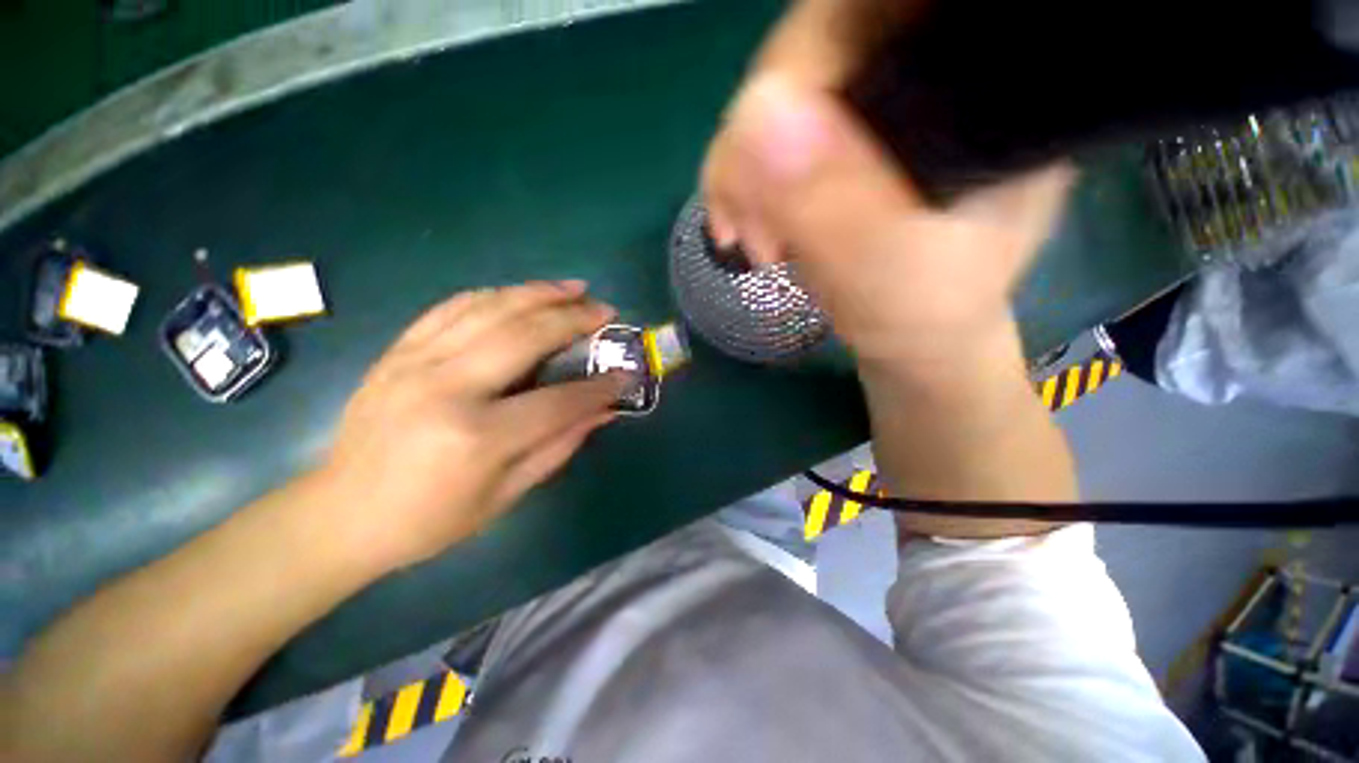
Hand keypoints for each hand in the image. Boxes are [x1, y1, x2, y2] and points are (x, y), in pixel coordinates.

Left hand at [315, 282, 624, 572]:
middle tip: (605, 310)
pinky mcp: (398, 351)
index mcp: (477, 437)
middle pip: (526, 335)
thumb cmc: (429, 520)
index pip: (558, 401)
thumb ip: (559, 446)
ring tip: (574, 287)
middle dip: (574, 318)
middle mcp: (447, 387)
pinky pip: (452, 307)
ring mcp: (416, 362)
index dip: (599, 388)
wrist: (340, 514)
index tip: (626, 375)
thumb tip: (603, 412)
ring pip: (490, 308)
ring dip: (539, 293)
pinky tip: (520, 294)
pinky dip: (494, 295)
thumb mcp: (505, 496)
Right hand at [703, 74, 1071, 373]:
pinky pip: (766, 134)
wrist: (916, 337)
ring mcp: (879, 104)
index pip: (873, 16)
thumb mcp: (885, 270)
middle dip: (759, 142)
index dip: (800, 68)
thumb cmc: (925, 314)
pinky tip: (748, 227)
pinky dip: (742, 182)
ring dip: (744, 173)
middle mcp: (932, 71)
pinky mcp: (842, 139)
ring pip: (779, 94)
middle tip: (755, 228)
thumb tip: (754, 114)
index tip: (763, 166)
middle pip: (815, 50)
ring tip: (756, 242)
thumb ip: (831, 202)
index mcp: (982, 82)